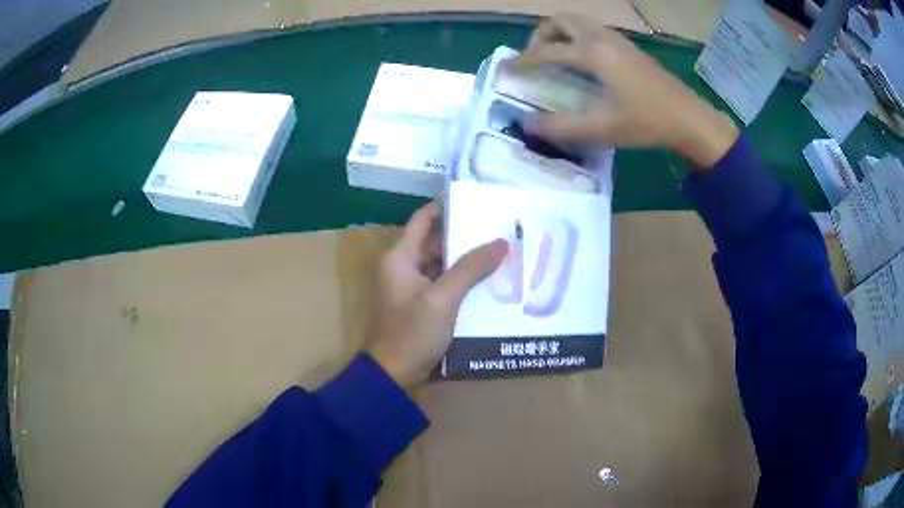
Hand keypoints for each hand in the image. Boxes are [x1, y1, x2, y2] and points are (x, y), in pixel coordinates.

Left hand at [367, 202, 507, 388]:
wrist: (394, 374)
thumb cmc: (413, 332)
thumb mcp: (444, 298)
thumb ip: (471, 268)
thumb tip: (501, 242)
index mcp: (399, 257)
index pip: (422, 219)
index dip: (445, 207)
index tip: (474, 200)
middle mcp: (400, 266)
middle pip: (431, 240)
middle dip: (460, 234)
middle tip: (492, 227)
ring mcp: (408, 286)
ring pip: (437, 262)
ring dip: (461, 257)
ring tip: (493, 250)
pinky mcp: (417, 304)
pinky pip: (438, 281)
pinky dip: (457, 278)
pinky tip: (482, 279)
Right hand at [512, 16, 738, 168]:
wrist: (690, 119)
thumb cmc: (648, 122)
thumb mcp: (603, 129)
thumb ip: (562, 127)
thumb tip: (528, 123)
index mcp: (593, 54)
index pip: (546, 51)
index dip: (521, 61)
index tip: (504, 70)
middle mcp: (602, 38)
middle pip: (560, 20)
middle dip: (540, 35)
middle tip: (536, 59)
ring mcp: (618, 40)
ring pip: (578, 22)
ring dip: (560, 33)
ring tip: (557, 59)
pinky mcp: (629, 47)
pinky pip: (594, 30)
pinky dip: (578, 37)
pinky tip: (584, 63)